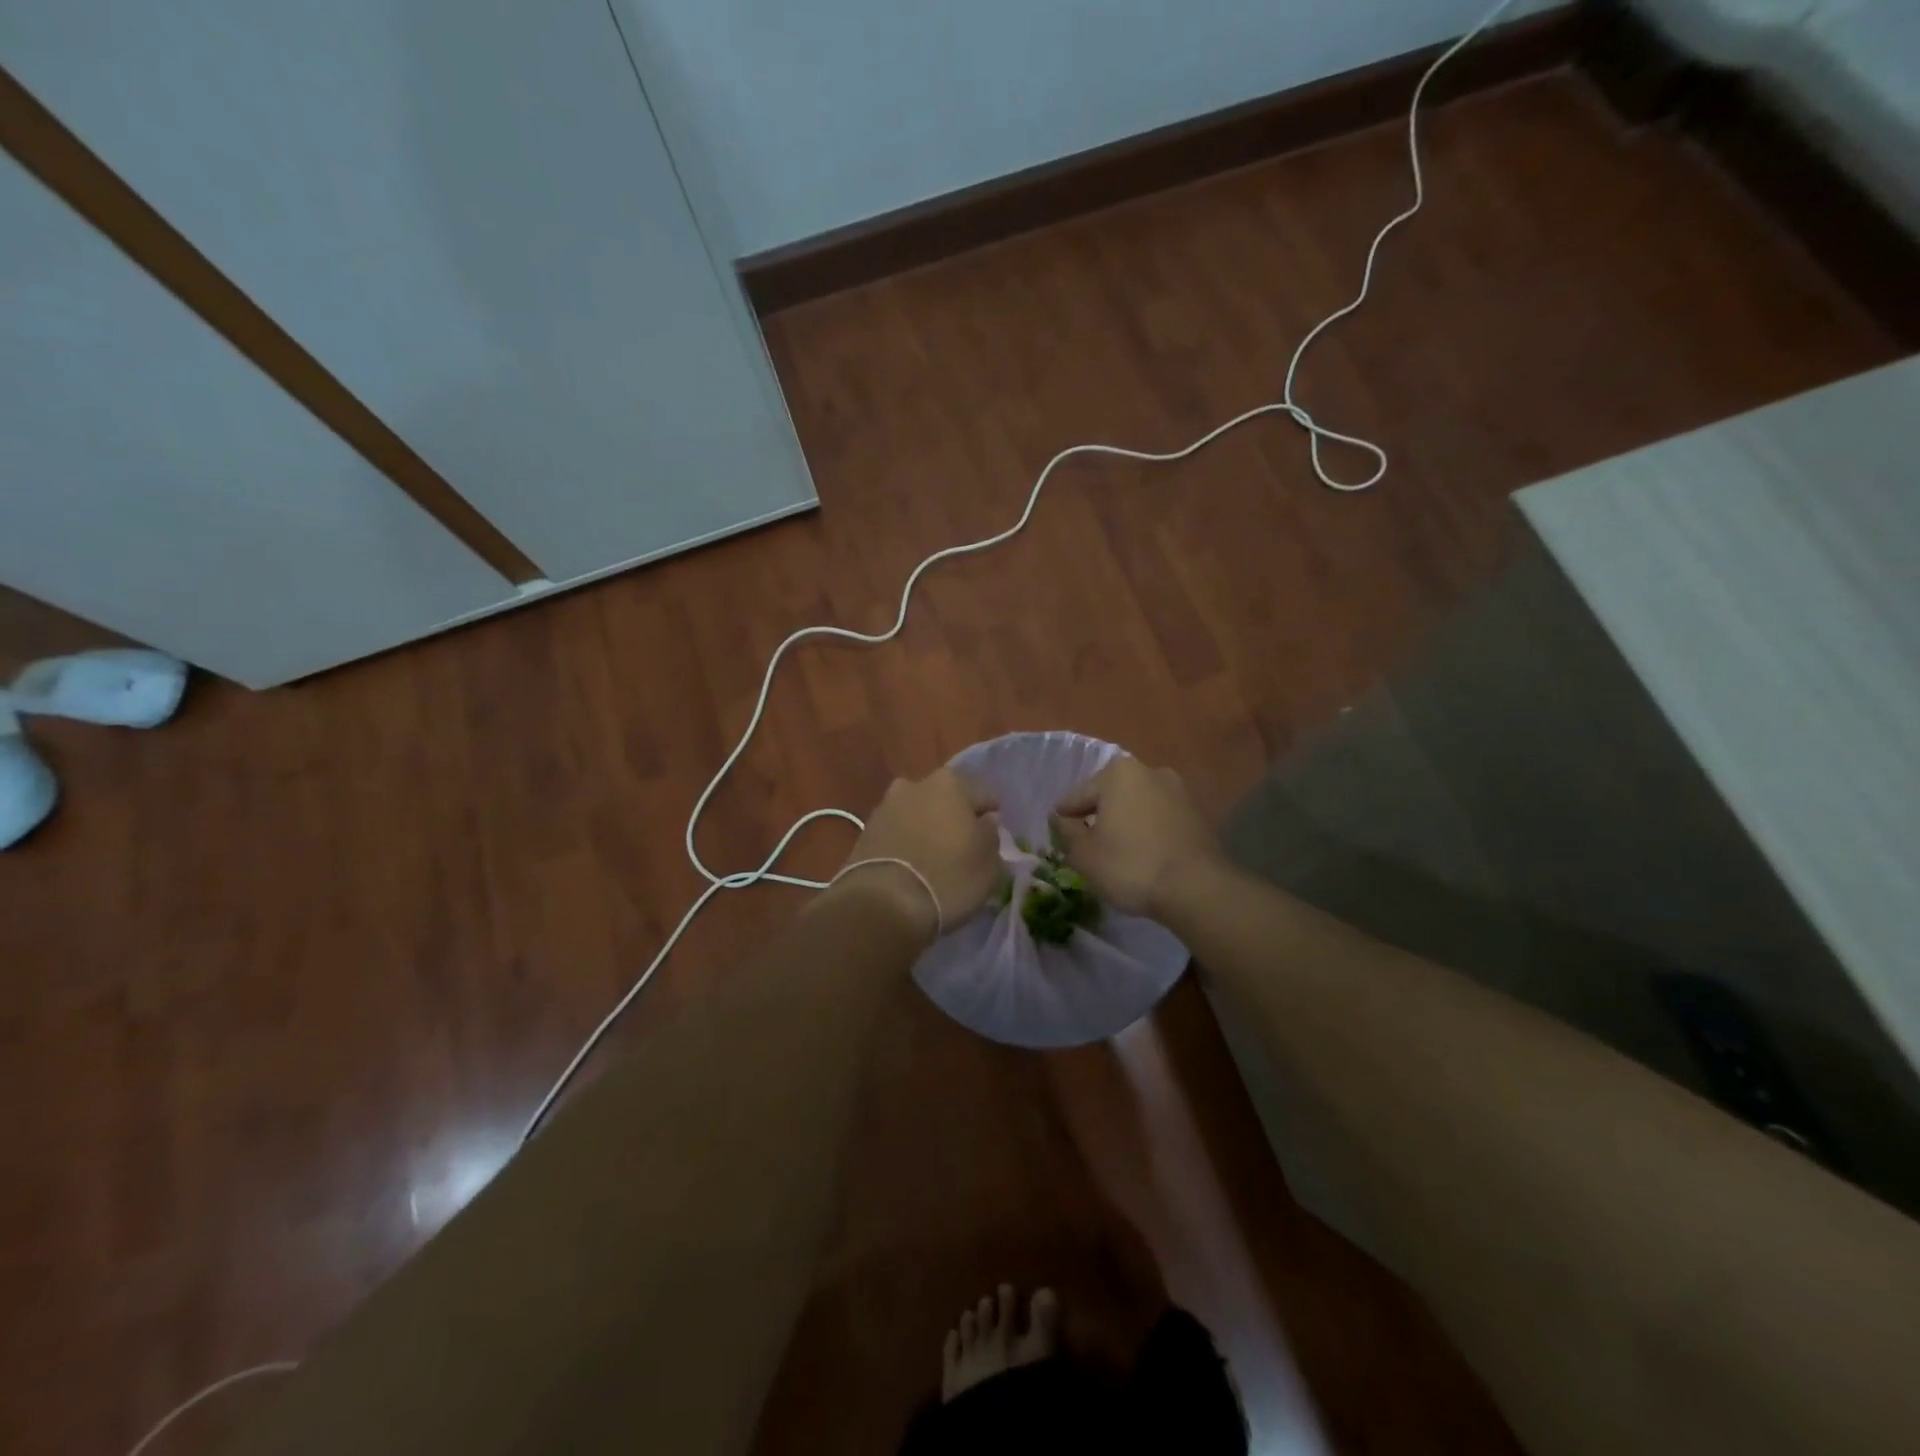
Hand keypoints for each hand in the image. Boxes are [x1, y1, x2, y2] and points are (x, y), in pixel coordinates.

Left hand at [835, 769, 1000, 941]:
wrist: (882, 904)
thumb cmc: (947, 878)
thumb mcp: (988, 863)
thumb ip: (991, 835)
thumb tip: (985, 821)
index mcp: (950, 784)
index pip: (983, 795)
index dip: (990, 817)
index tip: (993, 838)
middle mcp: (915, 785)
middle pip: (945, 799)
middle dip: (954, 818)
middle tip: (963, 847)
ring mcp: (885, 807)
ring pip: (917, 814)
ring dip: (926, 829)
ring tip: (934, 859)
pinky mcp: (865, 831)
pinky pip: (896, 832)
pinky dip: (905, 843)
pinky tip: (911, 865)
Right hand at [1049, 758, 1225, 918]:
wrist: (1196, 889)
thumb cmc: (1130, 865)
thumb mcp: (1084, 854)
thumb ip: (1066, 831)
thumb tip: (1060, 818)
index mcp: (1118, 773)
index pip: (1078, 796)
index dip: (1064, 817)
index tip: (1058, 835)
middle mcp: (1150, 771)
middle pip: (1110, 796)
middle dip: (1097, 817)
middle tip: (1085, 845)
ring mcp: (1179, 792)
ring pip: (1137, 807)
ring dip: (1124, 823)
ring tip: (1115, 853)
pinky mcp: (1197, 814)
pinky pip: (1159, 820)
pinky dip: (1147, 832)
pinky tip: (1142, 856)